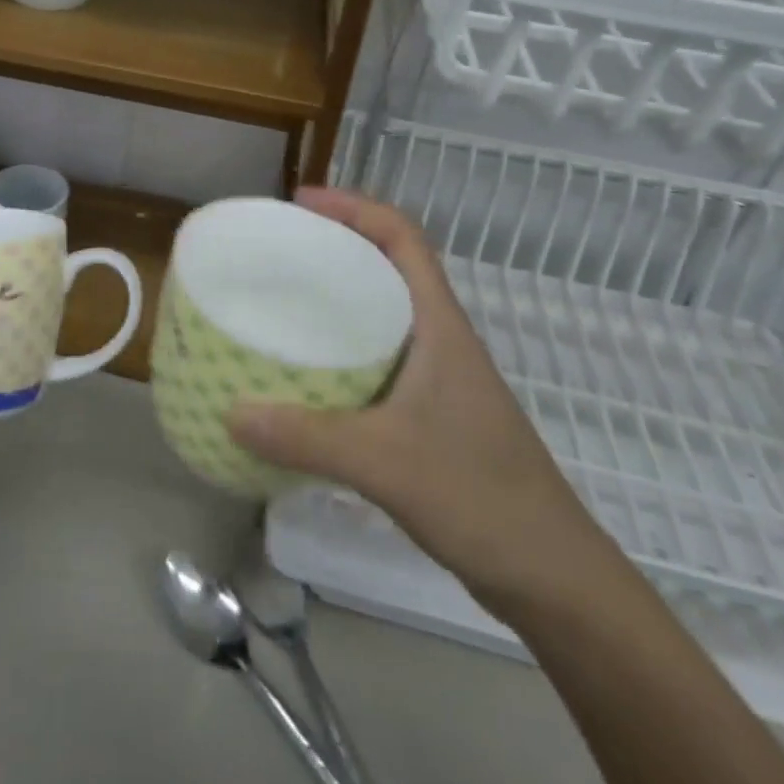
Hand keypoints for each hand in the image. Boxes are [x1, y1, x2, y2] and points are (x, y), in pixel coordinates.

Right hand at [227, 187, 607, 610]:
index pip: (402, 237)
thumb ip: (307, 438)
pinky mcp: (427, 413)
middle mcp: (438, 338)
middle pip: (386, 265)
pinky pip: (374, 358)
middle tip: (274, 249)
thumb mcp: (385, 463)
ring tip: (277, 302)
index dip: (353, 206)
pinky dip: (337, 350)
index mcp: (439, 324)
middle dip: (333, 245)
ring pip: (379, 313)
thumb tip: (230, 410)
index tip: (299, 203)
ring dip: (334, 298)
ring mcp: (435, 377)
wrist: (553, 579)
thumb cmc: (482, 498)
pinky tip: (302, 375)